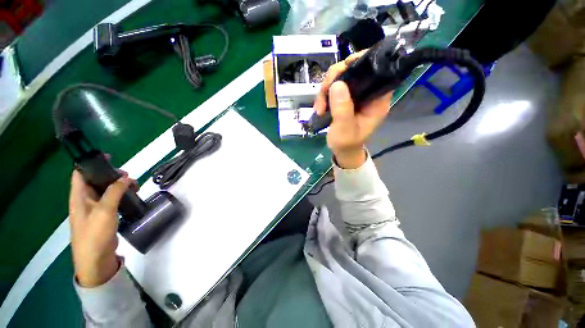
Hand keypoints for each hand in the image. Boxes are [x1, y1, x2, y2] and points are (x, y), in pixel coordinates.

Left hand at [69, 170, 132, 286]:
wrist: (95, 259)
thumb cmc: (94, 235)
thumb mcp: (104, 211)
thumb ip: (114, 192)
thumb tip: (125, 177)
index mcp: (78, 197)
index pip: (80, 173)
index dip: (91, 163)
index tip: (108, 157)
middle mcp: (84, 200)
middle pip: (95, 181)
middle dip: (111, 175)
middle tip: (128, 176)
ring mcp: (94, 209)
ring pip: (106, 190)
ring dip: (119, 186)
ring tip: (134, 186)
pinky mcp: (103, 216)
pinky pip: (111, 200)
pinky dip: (121, 195)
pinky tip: (131, 196)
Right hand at [314, 51, 391, 168]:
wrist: (342, 150)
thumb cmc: (347, 143)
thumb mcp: (345, 130)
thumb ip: (342, 109)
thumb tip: (337, 84)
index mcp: (377, 99)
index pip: (375, 70)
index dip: (360, 62)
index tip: (343, 69)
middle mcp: (368, 92)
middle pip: (353, 69)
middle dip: (335, 78)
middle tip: (323, 94)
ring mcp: (355, 94)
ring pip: (340, 77)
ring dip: (325, 89)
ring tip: (319, 108)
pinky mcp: (344, 97)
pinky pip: (333, 87)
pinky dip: (323, 95)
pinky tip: (319, 107)